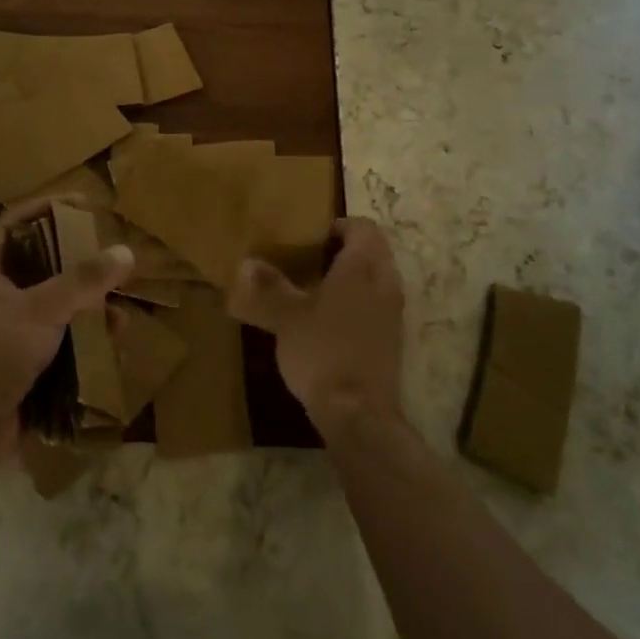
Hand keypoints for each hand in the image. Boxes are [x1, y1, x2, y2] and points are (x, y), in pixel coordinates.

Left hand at [0, 197, 133, 452]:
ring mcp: (10, 336)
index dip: (45, 208)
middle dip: (80, 268)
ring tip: (119, 319)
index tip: (82, 205)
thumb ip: (84, 280)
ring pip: (57, 311)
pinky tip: (109, 352)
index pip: (15, 225)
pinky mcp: (24, 369)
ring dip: (89, 312)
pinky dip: (84, 346)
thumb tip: (126, 251)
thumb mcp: (42, 308)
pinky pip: (60, 347)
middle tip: (112, 265)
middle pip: (43, 269)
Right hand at [227, 217, 403, 433]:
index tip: (314, 236)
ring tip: (318, 289)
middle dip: (348, 250)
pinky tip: (331, 322)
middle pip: (375, 251)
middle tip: (313, 259)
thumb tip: (246, 263)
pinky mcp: (392, 340)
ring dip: (355, 277)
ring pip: (378, 279)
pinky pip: (378, 305)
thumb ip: (269, 287)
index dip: (341, 225)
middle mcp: (384, 283)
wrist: (358, 413)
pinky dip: (360, 303)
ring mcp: (392, 313)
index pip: (364, 228)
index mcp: (362, 267)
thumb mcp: (286, 316)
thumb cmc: (322, 351)